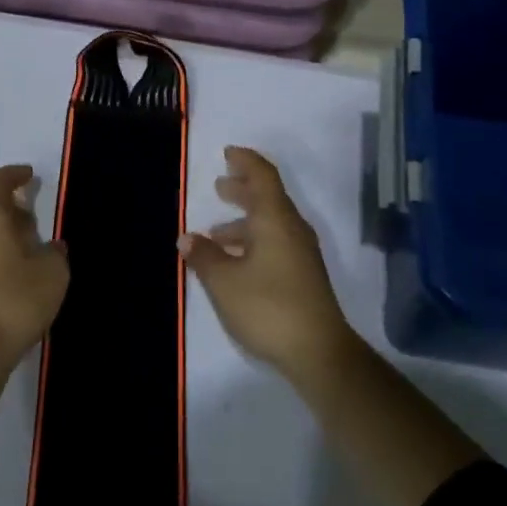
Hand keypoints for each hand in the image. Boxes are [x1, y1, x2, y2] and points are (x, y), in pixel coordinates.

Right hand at [180, 147, 354, 382]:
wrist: (319, 352)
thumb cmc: (268, 307)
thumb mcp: (224, 282)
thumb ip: (204, 256)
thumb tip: (187, 238)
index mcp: (275, 219)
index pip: (263, 176)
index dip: (245, 161)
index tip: (228, 153)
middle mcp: (291, 228)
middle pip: (267, 197)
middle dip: (242, 189)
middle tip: (219, 185)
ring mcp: (301, 252)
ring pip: (270, 223)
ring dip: (244, 221)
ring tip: (215, 233)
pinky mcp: (303, 274)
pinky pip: (275, 242)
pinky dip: (252, 240)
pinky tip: (234, 261)